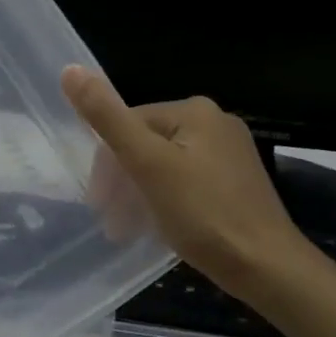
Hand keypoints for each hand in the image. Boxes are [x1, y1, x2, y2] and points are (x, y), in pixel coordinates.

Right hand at [62, 67, 311, 302]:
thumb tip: (69, 70)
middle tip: (111, 222)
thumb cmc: (203, 214)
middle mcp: (215, 123)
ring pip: (164, 166)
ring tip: (127, 230)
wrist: (266, 267)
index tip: (98, 203)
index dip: (106, 164)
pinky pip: (185, 183)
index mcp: (194, 110)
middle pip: (146, 145)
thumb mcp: (147, 164)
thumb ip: (107, 119)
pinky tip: (159, 227)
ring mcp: (229, 155)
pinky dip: (164, 202)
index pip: (128, 124)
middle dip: (122, 182)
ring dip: (138, 195)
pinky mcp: (236, 184)